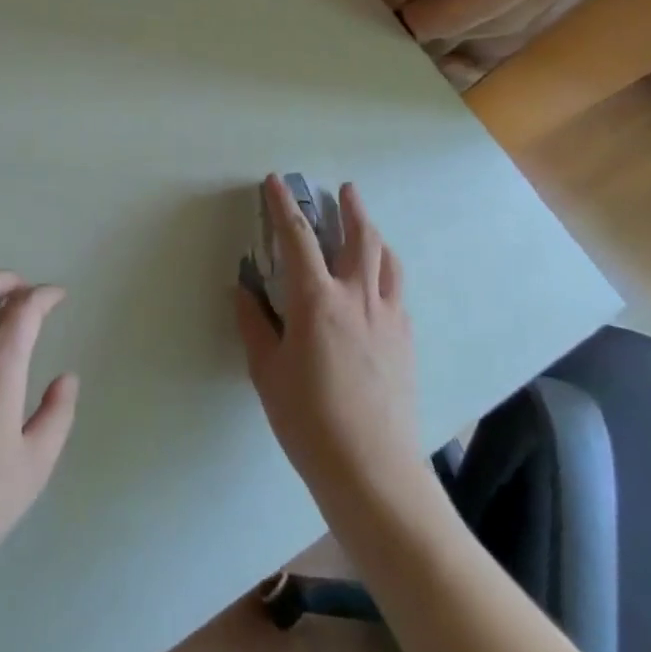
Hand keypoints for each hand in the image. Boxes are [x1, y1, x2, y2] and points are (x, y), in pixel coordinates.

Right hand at [236, 176, 425, 512]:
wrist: (373, 470)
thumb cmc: (308, 420)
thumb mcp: (266, 371)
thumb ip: (255, 324)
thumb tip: (244, 290)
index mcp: (316, 301)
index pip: (297, 238)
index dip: (283, 205)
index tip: (276, 181)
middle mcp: (357, 298)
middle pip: (360, 238)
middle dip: (350, 208)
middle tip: (344, 189)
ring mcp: (388, 318)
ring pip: (387, 260)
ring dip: (374, 234)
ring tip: (366, 225)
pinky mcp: (406, 341)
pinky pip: (397, 291)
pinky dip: (385, 272)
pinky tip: (378, 283)